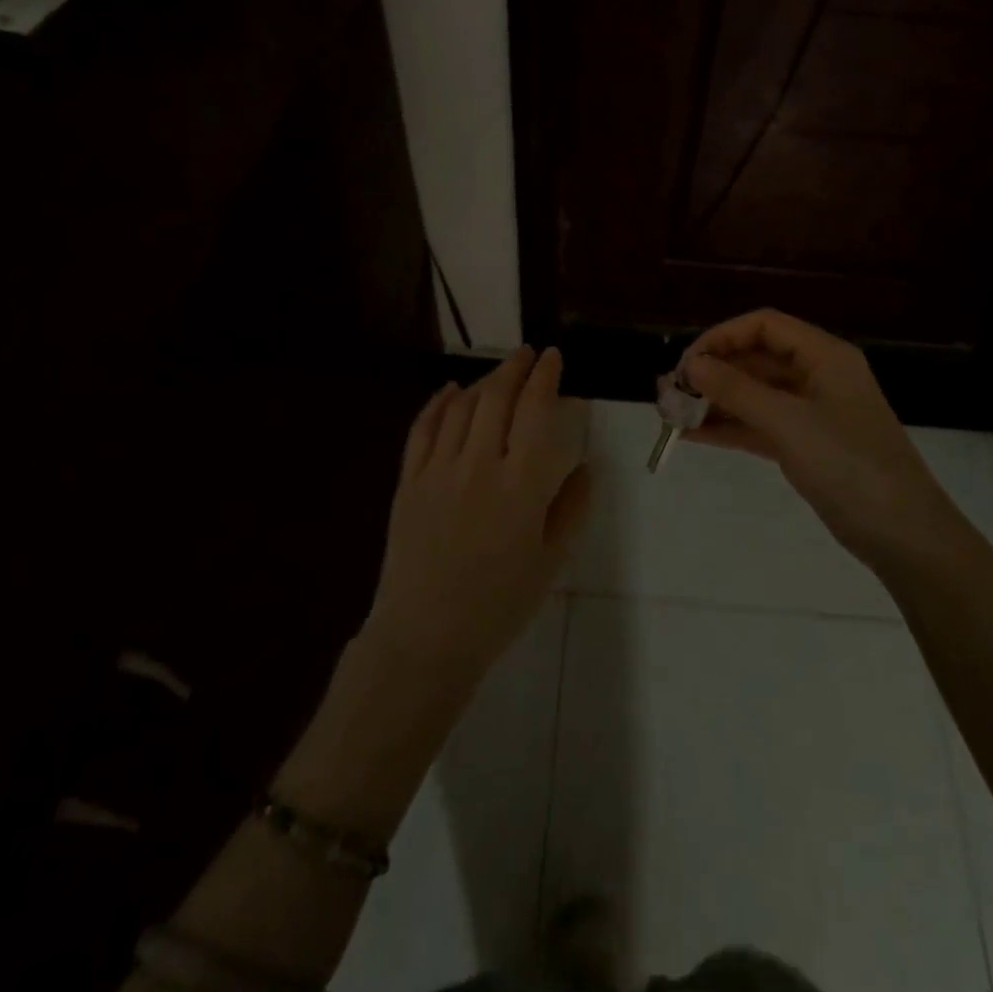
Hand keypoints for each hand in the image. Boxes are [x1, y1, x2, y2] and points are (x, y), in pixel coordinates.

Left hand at [364, 348, 590, 700]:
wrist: (426, 637)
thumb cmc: (499, 604)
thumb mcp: (552, 560)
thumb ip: (572, 506)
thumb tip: (584, 463)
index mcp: (522, 486)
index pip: (537, 412)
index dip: (547, 378)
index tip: (555, 358)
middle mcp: (480, 465)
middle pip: (498, 398)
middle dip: (516, 368)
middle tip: (529, 354)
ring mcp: (438, 470)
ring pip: (461, 406)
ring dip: (483, 381)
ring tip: (499, 372)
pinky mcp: (408, 481)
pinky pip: (422, 429)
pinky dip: (438, 403)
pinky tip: (450, 392)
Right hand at [679, 309, 951, 570]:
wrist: (903, 535)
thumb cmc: (850, 466)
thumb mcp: (789, 423)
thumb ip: (737, 391)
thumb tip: (691, 365)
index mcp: (824, 355)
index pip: (764, 326)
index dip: (722, 337)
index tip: (687, 363)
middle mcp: (817, 375)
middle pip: (756, 359)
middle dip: (713, 372)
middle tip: (670, 392)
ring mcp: (810, 411)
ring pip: (754, 394)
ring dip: (715, 401)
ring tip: (671, 414)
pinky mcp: (804, 444)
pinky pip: (758, 425)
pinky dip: (728, 427)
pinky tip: (692, 435)